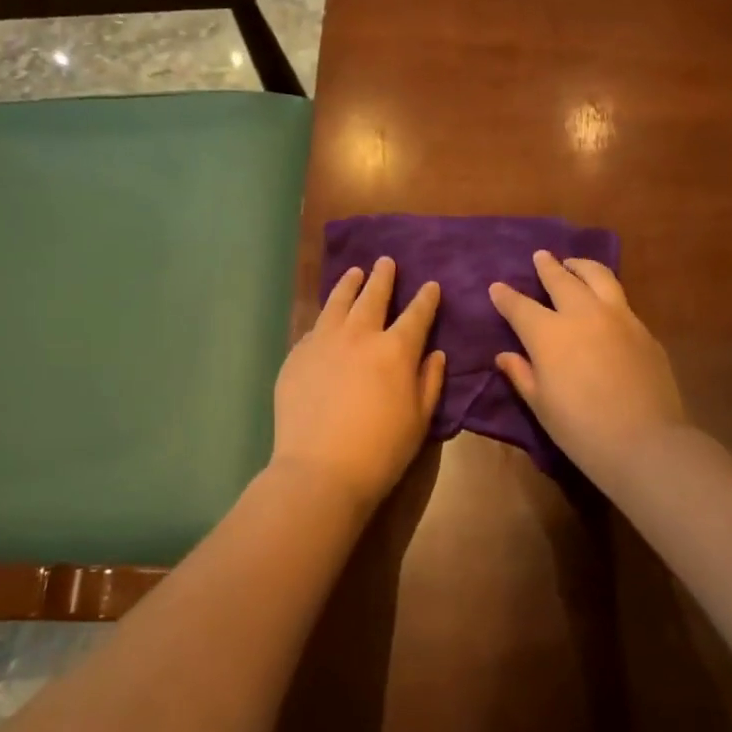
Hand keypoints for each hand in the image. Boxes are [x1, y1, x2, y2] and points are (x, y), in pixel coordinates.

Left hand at [272, 257, 445, 509]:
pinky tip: (326, 318)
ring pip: (338, 302)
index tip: (431, 285)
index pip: (416, 314)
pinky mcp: (297, 356)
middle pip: (373, 296)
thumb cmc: (382, 450)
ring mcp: (323, 342)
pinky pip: (314, 328)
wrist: (321, 469)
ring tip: (354, 272)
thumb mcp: (420, 419)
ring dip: (349, 284)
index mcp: (396, 349)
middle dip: (383, 277)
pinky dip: (325, 318)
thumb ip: (429, 381)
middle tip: (386, 262)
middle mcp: (359, 335)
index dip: (426, 299)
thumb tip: (434, 353)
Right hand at [489, 251, 684, 484]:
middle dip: (547, 267)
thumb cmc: (580, 429)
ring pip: (598, 277)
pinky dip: (606, 292)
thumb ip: (522, 374)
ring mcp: (618, 317)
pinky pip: (621, 301)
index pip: (520, 307)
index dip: (506, 296)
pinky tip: (604, 303)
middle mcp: (583, 314)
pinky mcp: (643, 330)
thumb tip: (505, 355)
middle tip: (541, 257)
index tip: (497, 287)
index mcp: (549, 334)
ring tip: (574, 264)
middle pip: (562, 280)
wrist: (644, 441)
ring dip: (581, 267)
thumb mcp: (541, 405)